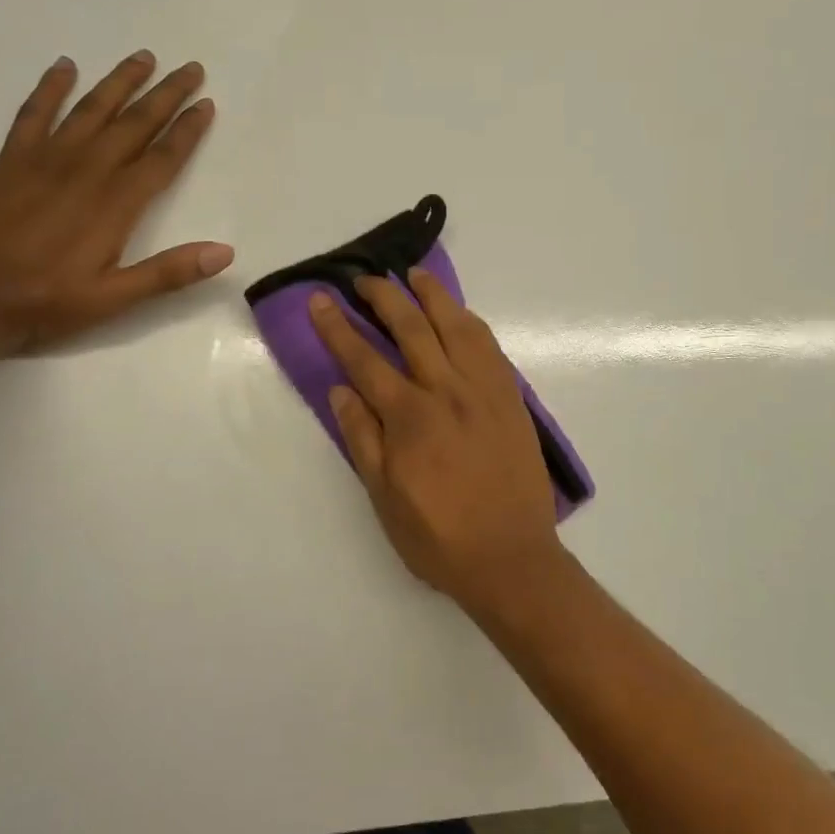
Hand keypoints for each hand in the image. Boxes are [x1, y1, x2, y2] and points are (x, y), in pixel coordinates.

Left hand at [0, 51, 232, 354]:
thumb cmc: (43, 303)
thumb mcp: (113, 300)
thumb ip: (168, 273)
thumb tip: (224, 252)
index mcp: (115, 204)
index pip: (162, 158)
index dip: (187, 130)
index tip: (207, 104)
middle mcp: (86, 171)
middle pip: (133, 123)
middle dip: (165, 94)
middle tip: (190, 68)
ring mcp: (45, 160)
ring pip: (91, 109)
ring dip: (119, 82)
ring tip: (144, 57)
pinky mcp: (10, 161)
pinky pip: (34, 114)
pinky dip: (50, 88)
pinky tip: (64, 66)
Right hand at [309, 269, 566, 614]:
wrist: (512, 557)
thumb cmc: (440, 537)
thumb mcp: (384, 498)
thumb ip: (362, 438)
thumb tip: (341, 389)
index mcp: (410, 417)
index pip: (365, 360)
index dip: (339, 327)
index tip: (322, 299)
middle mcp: (448, 391)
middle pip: (411, 328)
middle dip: (383, 297)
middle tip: (364, 280)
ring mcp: (485, 390)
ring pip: (456, 325)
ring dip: (432, 295)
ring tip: (413, 275)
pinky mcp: (511, 397)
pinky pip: (489, 346)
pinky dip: (470, 321)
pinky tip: (459, 314)